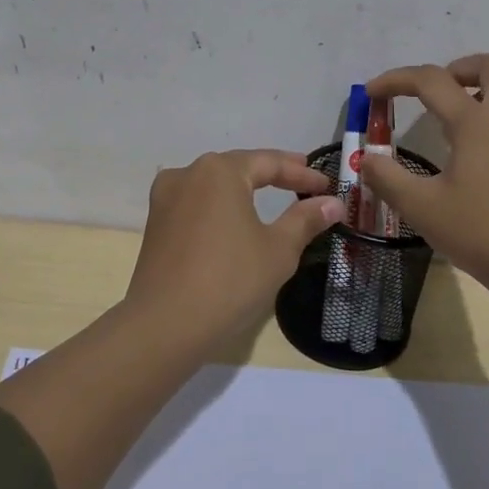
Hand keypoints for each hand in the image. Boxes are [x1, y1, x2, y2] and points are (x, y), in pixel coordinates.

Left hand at [125, 149, 346, 340]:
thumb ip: (305, 220)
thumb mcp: (278, 250)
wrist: (164, 326)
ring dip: (243, 188)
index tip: (327, 185)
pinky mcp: (155, 224)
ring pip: (214, 185)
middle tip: (302, 182)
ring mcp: (165, 198)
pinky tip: (233, 218)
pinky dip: (220, 206)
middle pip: (238, 167)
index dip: (302, 174)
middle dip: (272, 174)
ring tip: (270, 195)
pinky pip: (197, 204)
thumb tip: (333, 203)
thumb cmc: (229, 281)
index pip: (269, 163)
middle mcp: (188, 174)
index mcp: (219, 171)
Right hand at [360, 53, 488, 298]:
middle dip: (457, 68)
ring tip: (440, 123)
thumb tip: (366, 158)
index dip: (396, 80)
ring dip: (473, 91)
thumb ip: (386, 177)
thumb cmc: (480, 232)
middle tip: (429, 94)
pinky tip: (463, 154)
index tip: (371, 94)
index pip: (433, 80)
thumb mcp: (421, 207)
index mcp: (477, 122)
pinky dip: (484, 117)